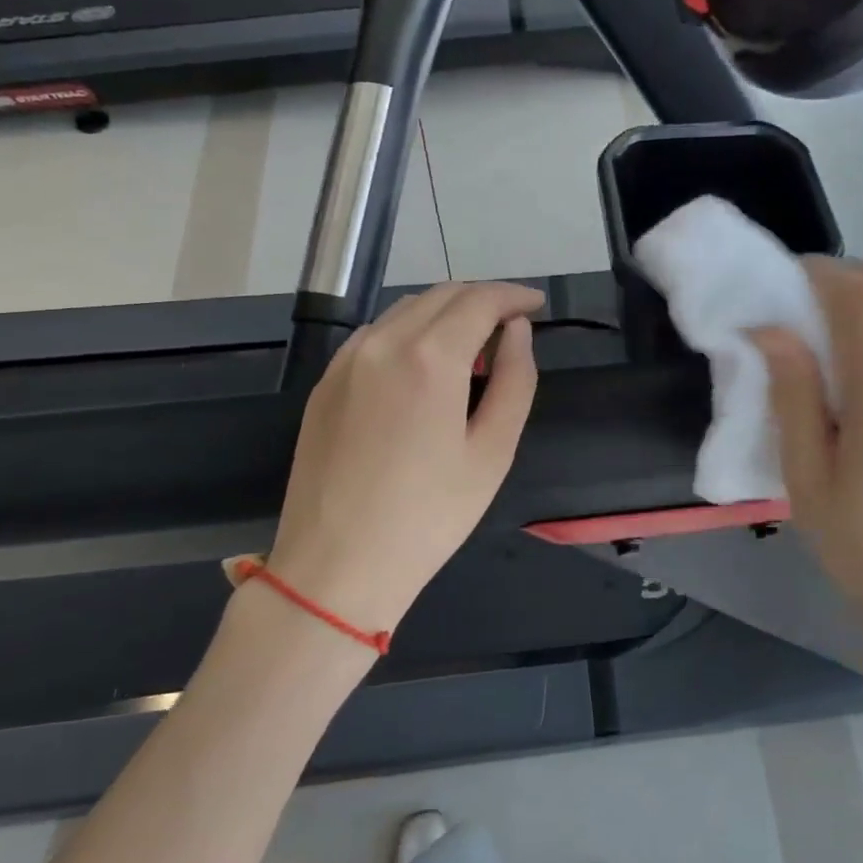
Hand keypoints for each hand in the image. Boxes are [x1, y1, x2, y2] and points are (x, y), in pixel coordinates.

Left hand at [268, 281, 543, 633]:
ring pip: (406, 310)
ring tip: (473, 345)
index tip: (536, 305)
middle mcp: (383, 342)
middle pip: (442, 295)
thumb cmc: (429, 516)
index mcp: (429, 357)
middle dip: (482, 299)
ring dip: (446, 312)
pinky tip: (424, 364)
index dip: (514, 295)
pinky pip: (376, 334)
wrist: (336, 566)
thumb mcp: (492, 452)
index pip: (479, 300)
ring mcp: (347, 360)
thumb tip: (516, 331)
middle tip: (512, 325)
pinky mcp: (325, 382)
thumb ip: (514, 379)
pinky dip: (411, 331)